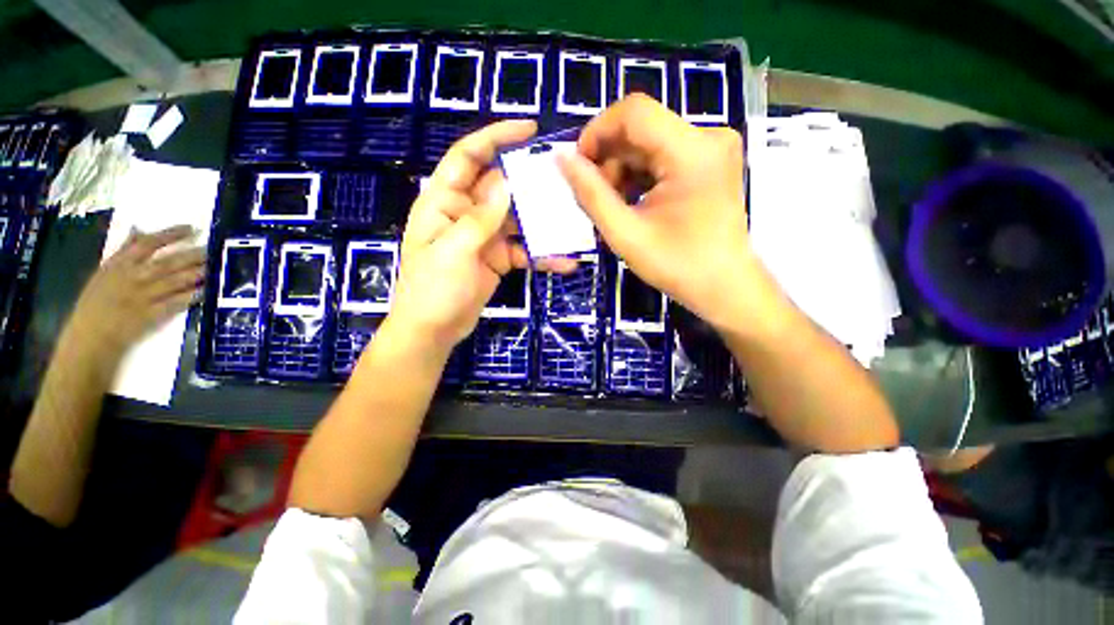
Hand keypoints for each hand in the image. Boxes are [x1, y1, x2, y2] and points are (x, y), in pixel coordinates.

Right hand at [66, 225, 203, 358]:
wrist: (90, 338)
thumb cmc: (95, 304)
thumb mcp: (104, 272)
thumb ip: (123, 251)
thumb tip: (139, 230)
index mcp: (119, 265)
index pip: (147, 244)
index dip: (170, 235)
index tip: (191, 229)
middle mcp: (133, 278)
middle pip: (168, 262)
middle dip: (192, 255)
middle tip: (213, 249)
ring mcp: (143, 296)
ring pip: (175, 280)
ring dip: (197, 273)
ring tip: (215, 266)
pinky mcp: (152, 314)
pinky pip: (176, 302)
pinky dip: (192, 295)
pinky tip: (207, 290)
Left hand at [391, 120, 548, 349]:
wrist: (434, 330)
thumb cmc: (432, 289)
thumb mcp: (453, 251)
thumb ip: (480, 218)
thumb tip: (506, 183)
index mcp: (444, 201)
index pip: (468, 157)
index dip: (495, 138)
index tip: (529, 130)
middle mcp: (467, 213)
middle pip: (501, 186)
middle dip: (530, 180)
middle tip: (564, 177)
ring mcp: (485, 237)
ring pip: (518, 219)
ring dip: (544, 220)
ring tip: (574, 218)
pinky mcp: (499, 258)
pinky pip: (525, 251)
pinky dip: (543, 255)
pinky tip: (566, 262)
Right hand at [558, 94, 756, 331]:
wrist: (724, 286)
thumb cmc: (677, 265)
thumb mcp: (625, 233)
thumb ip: (590, 194)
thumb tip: (561, 159)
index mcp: (691, 151)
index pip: (634, 111)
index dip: (597, 132)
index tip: (578, 166)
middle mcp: (708, 137)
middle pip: (641, 128)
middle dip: (609, 158)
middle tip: (595, 196)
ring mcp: (712, 149)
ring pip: (650, 142)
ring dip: (623, 170)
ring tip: (615, 206)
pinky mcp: (710, 162)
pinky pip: (663, 155)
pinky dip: (640, 175)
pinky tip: (633, 203)